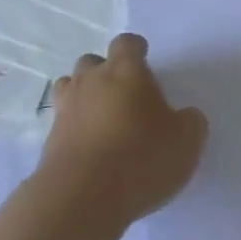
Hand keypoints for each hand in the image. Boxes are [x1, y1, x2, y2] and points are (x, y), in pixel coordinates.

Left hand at [39, 34, 207, 226]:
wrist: (83, 196)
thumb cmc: (140, 158)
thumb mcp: (186, 142)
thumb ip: (190, 122)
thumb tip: (185, 117)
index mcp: (125, 70)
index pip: (126, 43)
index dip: (135, 50)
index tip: (144, 59)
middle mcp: (91, 80)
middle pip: (93, 62)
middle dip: (107, 72)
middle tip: (125, 96)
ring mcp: (66, 107)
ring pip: (71, 87)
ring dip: (85, 96)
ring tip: (103, 119)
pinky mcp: (50, 138)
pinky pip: (63, 121)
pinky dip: (74, 128)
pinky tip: (90, 148)